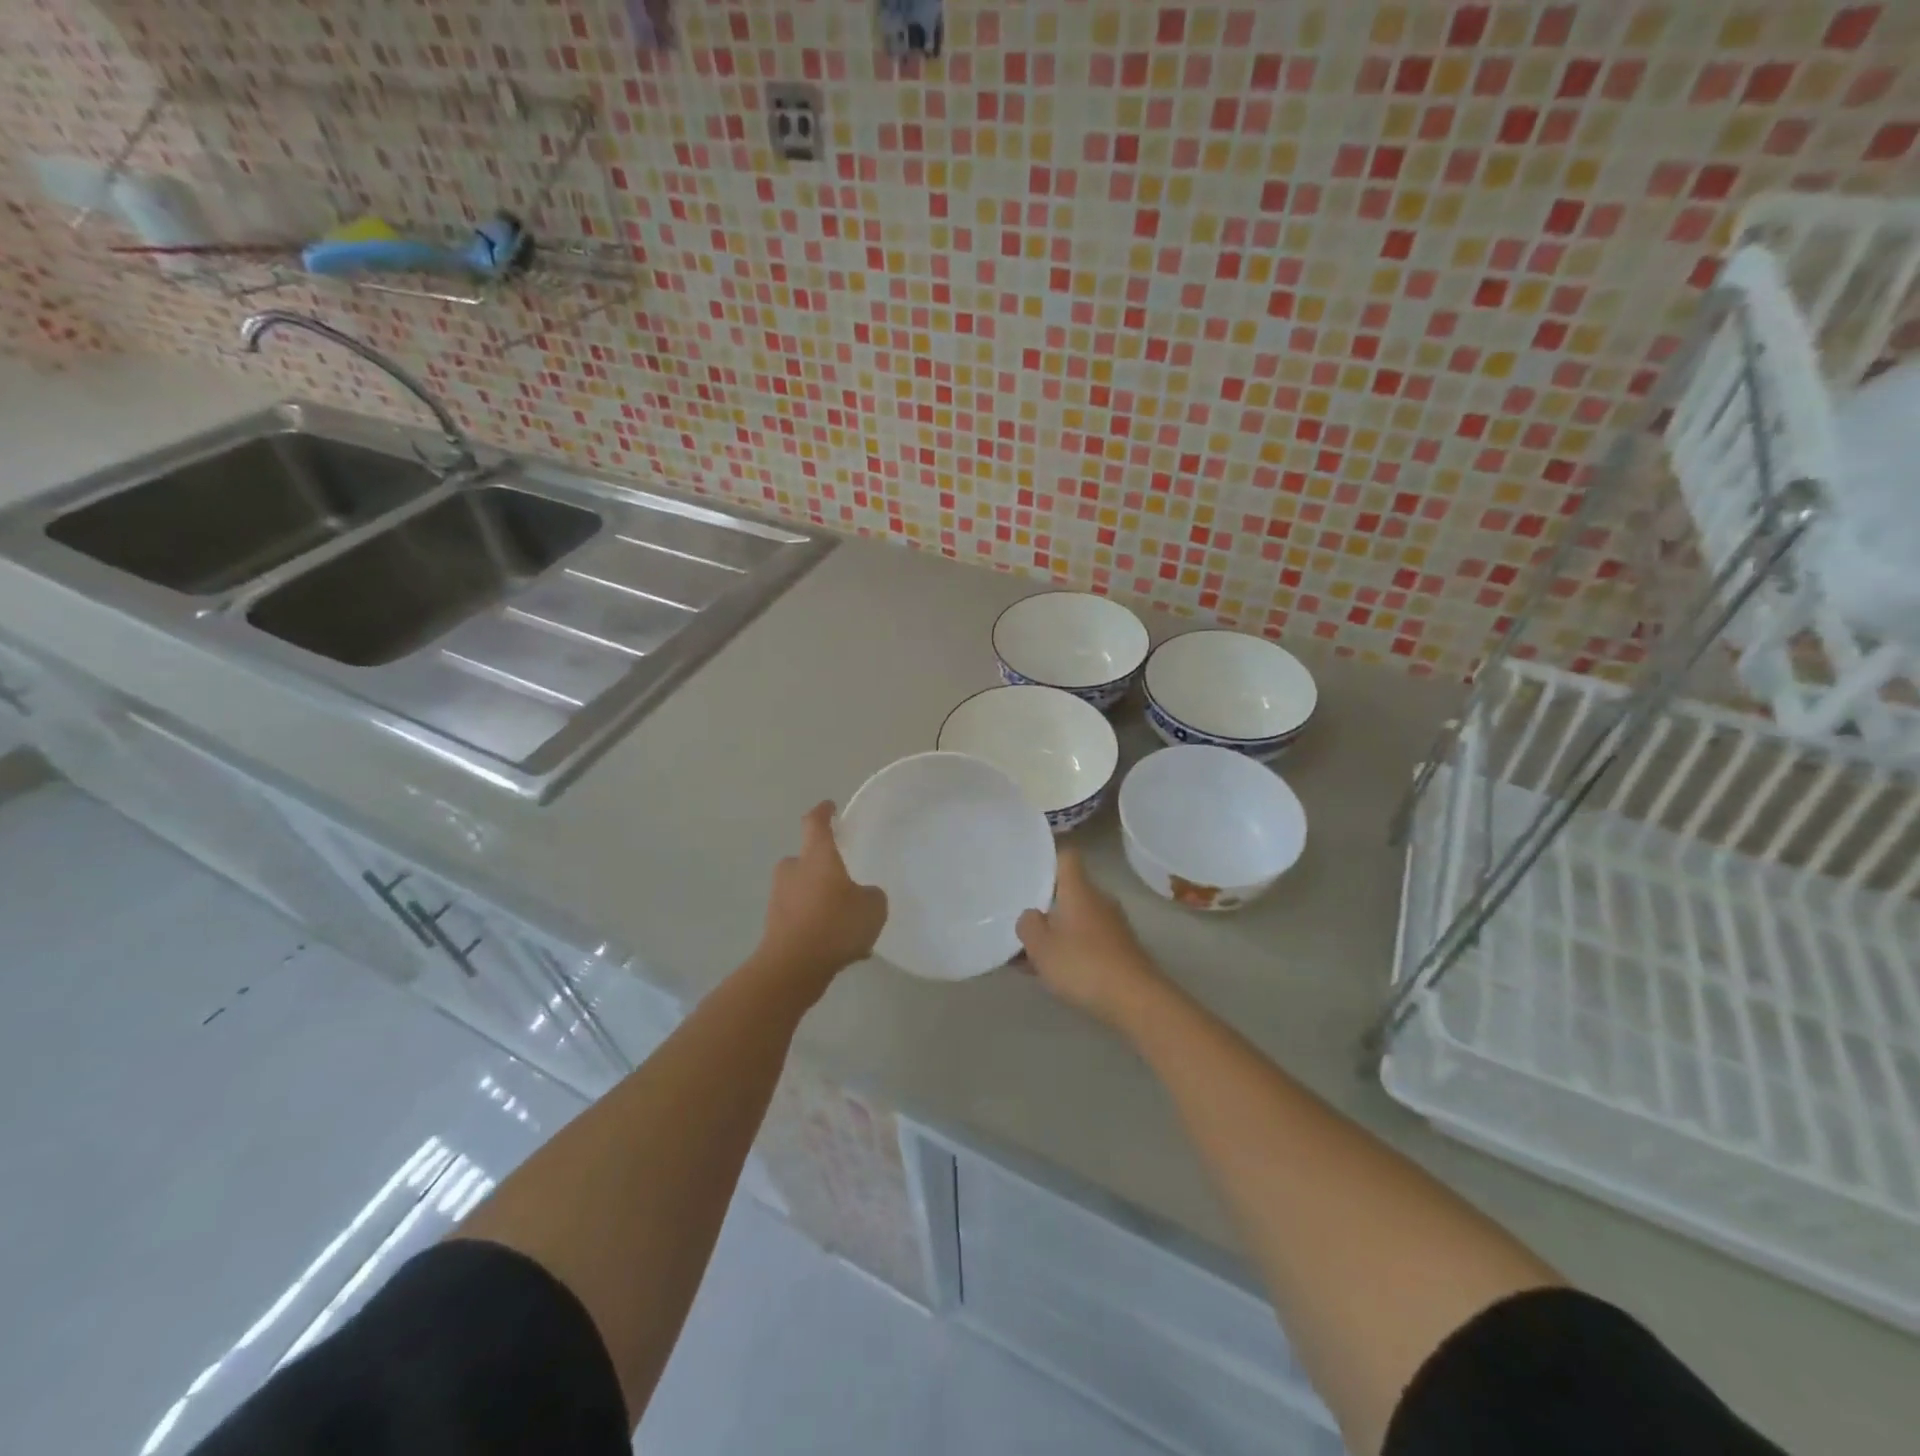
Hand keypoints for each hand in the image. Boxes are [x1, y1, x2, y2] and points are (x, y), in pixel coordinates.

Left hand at [757, 802, 887, 991]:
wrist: (792, 967)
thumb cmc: (835, 924)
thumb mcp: (872, 907)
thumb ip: (871, 895)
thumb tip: (863, 895)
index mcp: (816, 856)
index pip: (815, 823)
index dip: (823, 812)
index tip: (829, 807)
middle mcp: (793, 871)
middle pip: (807, 860)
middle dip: (823, 868)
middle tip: (845, 881)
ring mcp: (780, 899)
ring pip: (805, 892)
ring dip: (822, 901)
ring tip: (849, 925)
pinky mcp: (775, 927)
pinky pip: (803, 919)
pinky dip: (818, 927)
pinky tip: (839, 948)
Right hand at [1016, 849, 1164, 1028]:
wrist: (1136, 1000)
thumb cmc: (1083, 964)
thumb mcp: (1040, 946)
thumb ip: (1028, 925)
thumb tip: (1031, 915)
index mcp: (1079, 890)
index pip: (1067, 857)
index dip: (1048, 859)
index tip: (1029, 870)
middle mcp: (1099, 900)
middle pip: (1069, 891)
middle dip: (1045, 906)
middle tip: (1020, 921)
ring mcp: (1113, 925)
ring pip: (1077, 919)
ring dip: (1055, 932)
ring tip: (1029, 955)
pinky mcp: (1121, 949)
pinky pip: (1088, 940)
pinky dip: (1070, 950)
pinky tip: (1053, 972)